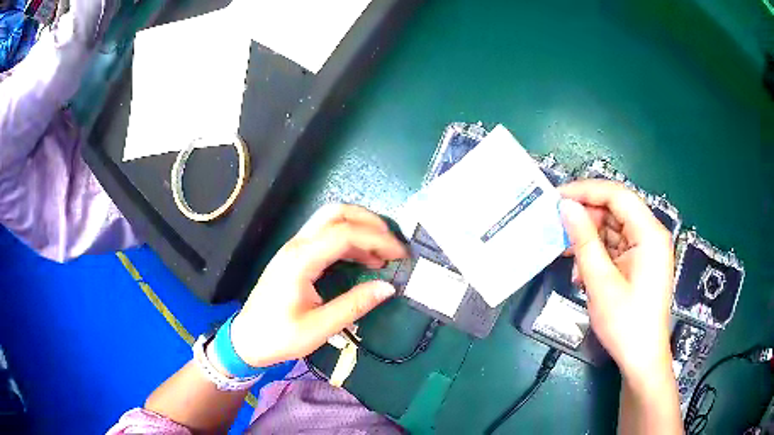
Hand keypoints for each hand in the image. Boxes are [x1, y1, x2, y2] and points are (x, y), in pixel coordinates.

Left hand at [227, 204, 408, 367]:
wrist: (246, 340)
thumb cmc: (279, 336)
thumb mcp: (318, 328)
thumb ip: (354, 306)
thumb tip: (388, 287)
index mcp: (301, 260)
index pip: (345, 234)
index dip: (378, 239)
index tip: (400, 255)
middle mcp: (297, 245)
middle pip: (336, 213)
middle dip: (370, 222)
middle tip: (393, 245)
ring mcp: (295, 248)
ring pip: (331, 220)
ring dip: (361, 229)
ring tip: (383, 255)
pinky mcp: (296, 256)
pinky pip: (326, 236)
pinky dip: (350, 241)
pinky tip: (364, 260)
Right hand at [559, 180, 674, 381]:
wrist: (642, 359)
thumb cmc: (625, 323)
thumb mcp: (601, 282)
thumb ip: (584, 241)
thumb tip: (566, 207)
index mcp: (649, 233)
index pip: (616, 195)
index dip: (585, 191)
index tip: (557, 198)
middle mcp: (651, 235)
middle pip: (615, 211)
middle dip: (586, 220)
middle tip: (558, 232)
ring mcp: (647, 249)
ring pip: (613, 229)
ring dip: (589, 241)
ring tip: (568, 258)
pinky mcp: (641, 263)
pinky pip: (616, 247)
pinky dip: (598, 255)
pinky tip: (582, 272)